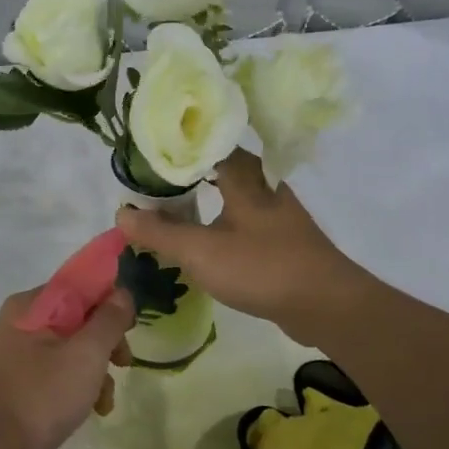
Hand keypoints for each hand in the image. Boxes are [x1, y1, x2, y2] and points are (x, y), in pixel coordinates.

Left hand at [0, 287, 134, 448]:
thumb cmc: (42, 395)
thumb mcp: (86, 354)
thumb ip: (109, 320)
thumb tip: (122, 293)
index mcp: (29, 306)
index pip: (78, 287)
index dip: (109, 302)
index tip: (130, 327)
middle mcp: (17, 323)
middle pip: (76, 319)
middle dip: (105, 343)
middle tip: (124, 363)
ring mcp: (13, 355)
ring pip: (67, 349)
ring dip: (94, 371)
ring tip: (105, 401)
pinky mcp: (14, 384)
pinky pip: (53, 373)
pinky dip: (75, 387)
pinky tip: (91, 411)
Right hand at [117, 149, 371, 338]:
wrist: (326, 305)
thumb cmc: (262, 267)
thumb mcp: (201, 251)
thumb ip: (160, 231)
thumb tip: (122, 212)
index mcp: (246, 177)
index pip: (209, 144)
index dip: (180, 144)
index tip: (150, 150)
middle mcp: (264, 186)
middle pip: (222, 167)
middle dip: (191, 171)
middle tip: (156, 181)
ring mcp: (278, 214)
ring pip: (235, 195)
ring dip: (207, 198)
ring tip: (173, 207)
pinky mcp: (283, 240)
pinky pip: (245, 220)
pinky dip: (222, 222)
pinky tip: (207, 238)